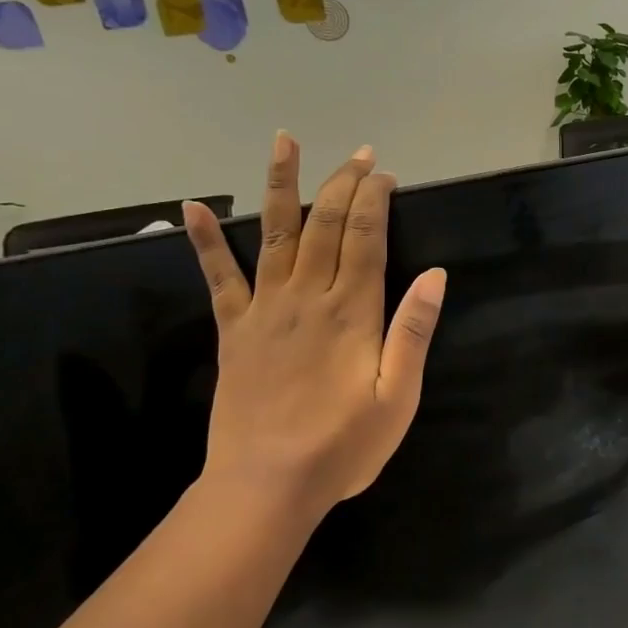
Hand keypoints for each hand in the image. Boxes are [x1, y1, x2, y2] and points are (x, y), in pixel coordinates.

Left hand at [181, 133, 445, 524]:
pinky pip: (218, 276)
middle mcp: (307, 296)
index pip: (366, 237)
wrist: (267, 485)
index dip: (376, 200)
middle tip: (360, 155)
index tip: (386, 175)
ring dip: (281, 185)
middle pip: (326, 224)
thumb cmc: (344, 445)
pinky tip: (191, 207)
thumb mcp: (399, 396)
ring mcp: (265, 309)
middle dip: (344, 183)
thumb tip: (436, 274)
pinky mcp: (235, 329)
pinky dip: (205, 241)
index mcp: (351, 311)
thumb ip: (414, 331)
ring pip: (274, 233)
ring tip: (283, 142)